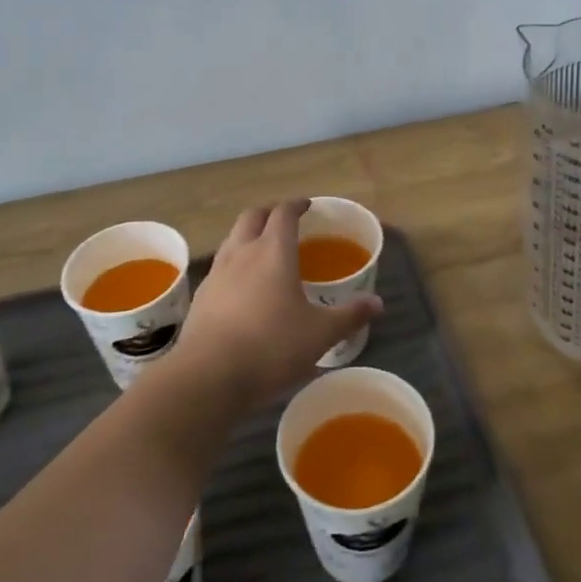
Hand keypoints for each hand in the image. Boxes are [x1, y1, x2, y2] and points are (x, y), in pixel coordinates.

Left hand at [170, 200, 381, 412]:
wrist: (209, 375)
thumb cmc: (271, 346)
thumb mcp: (320, 333)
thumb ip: (349, 315)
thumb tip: (377, 303)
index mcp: (273, 251)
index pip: (284, 213)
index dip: (296, 205)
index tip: (307, 206)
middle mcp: (242, 252)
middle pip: (252, 216)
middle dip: (269, 213)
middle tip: (284, 221)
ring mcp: (217, 273)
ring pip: (232, 238)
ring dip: (248, 235)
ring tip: (263, 250)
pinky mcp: (202, 296)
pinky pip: (220, 266)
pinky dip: (234, 264)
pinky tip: (242, 287)